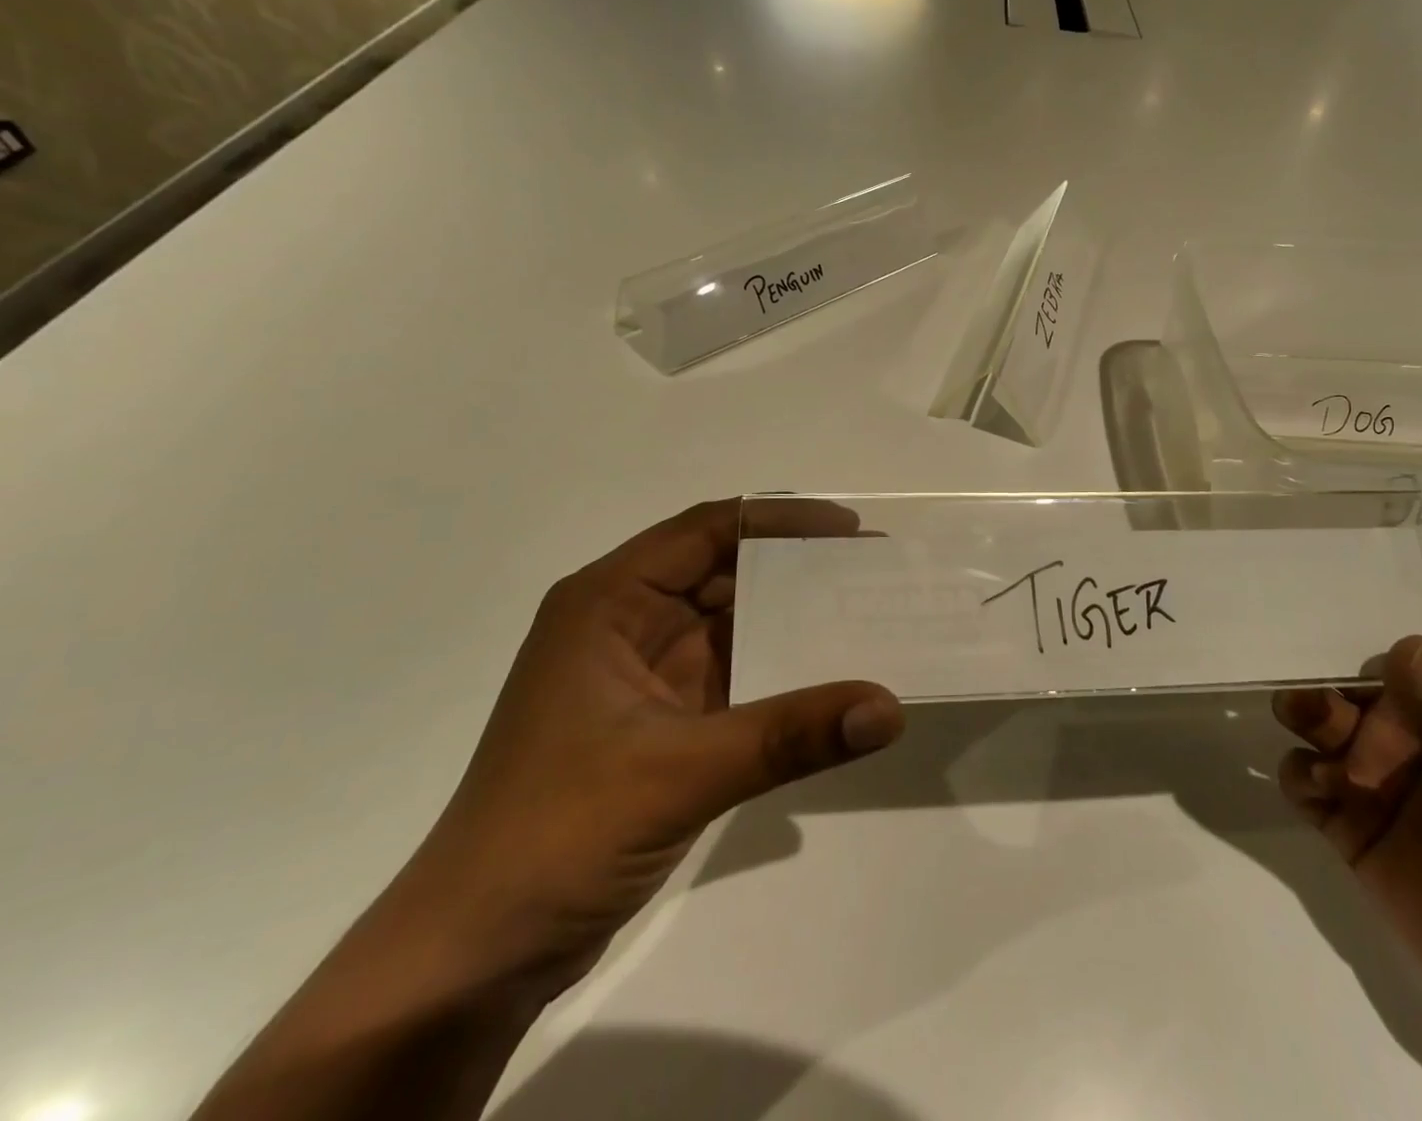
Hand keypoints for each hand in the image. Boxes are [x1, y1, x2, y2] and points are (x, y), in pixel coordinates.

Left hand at [398, 497, 905, 998]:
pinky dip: (783, 673)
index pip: (706, 530)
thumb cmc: (555, 834)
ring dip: (795, 620)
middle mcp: (627, 624)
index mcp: (608, 603)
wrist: (476, 956)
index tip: (850, 530)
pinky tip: (834, 679)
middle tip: (874, 570)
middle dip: (798, 568)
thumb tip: (889, 707)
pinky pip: (737, 676)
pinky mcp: (664, 722)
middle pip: (725, 572)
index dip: (780, 520)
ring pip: (735, 624)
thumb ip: (789, 735)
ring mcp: (646, 675)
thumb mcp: (678, 773)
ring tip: (868, 615)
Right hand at [1274, 625, 1421, 1120]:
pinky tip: (1319, 790)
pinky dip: (1301, 774)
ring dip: (1309, 720)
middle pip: (1356, 676)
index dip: (1375, 621)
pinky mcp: (1357, 826)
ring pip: (1324, 720)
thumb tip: (1405, 647)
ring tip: (1319, 746)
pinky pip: (1308, 779)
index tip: (1319, 608)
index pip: (1418, 640)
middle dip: (1328, 679)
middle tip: (1318, 707)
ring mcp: (1388, 778)